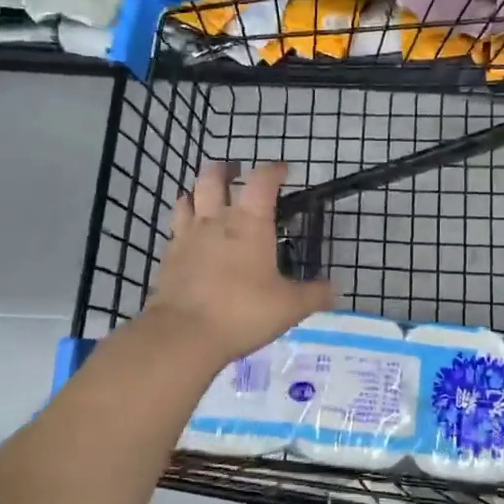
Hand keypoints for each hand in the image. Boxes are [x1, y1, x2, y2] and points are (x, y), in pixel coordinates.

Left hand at [143, 162, 333, 369]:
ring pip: (189, 197)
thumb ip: (313, 295)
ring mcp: (188, 236)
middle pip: (213, 178)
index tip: (283, 171)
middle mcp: (217, 220)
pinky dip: (184, 222)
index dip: (274, 170)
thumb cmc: (242, 311)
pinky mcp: (168, 256)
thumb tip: (334, 289)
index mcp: (250, 223)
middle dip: (225, 170)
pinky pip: (175, 227)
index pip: (262, 181)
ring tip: (207, 196)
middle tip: (235, 172)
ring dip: (199, 191)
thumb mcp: (289, 307)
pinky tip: (190, 234)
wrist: (183, 334)